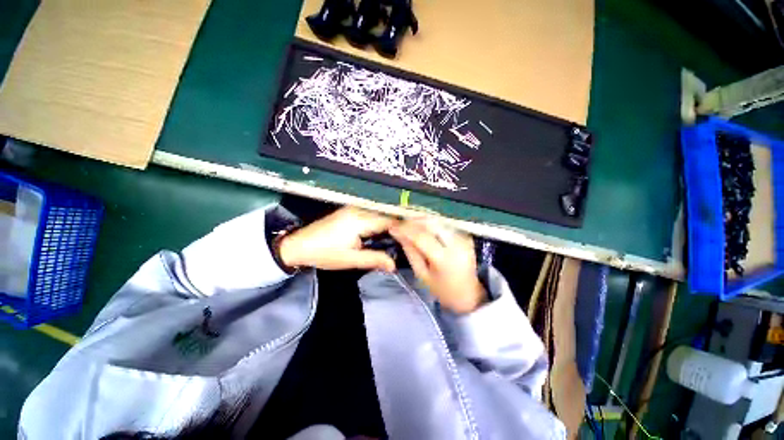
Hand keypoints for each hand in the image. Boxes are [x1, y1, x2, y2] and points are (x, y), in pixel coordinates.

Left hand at [279, 207, 396, 271]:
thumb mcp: (351, 260)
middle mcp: (359, 209)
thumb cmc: (324, 253)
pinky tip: (382, 233)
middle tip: (407, 241)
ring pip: (379, 214)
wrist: (298, 245)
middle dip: (397, 227)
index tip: (412, 240)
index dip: (402, 229)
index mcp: (360, 219)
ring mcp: (353, 208)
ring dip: (388, 225)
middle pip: (385, 215)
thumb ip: (375, 260)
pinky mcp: (350, 211)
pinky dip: (379, 223)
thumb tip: (394, 265)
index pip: (389, 220)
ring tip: (398, 238)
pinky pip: (371, 215)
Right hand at [390, 219, 485, 313]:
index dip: (405, 229)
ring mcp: (463, 238)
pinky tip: (421, 225)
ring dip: (421, 218)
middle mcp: (456, 244)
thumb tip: (399, 234)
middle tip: (400, 222)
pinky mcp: (465, 235)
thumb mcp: (422, 274)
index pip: (421, 237)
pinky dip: (431, 221)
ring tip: (408, 222)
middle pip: (431, 222)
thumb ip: (411, 252)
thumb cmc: (442, 290)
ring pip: (438, 220)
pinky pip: (444, 223)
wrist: (470, 294)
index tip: (392, 227)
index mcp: (444, 259)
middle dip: (413, 220)